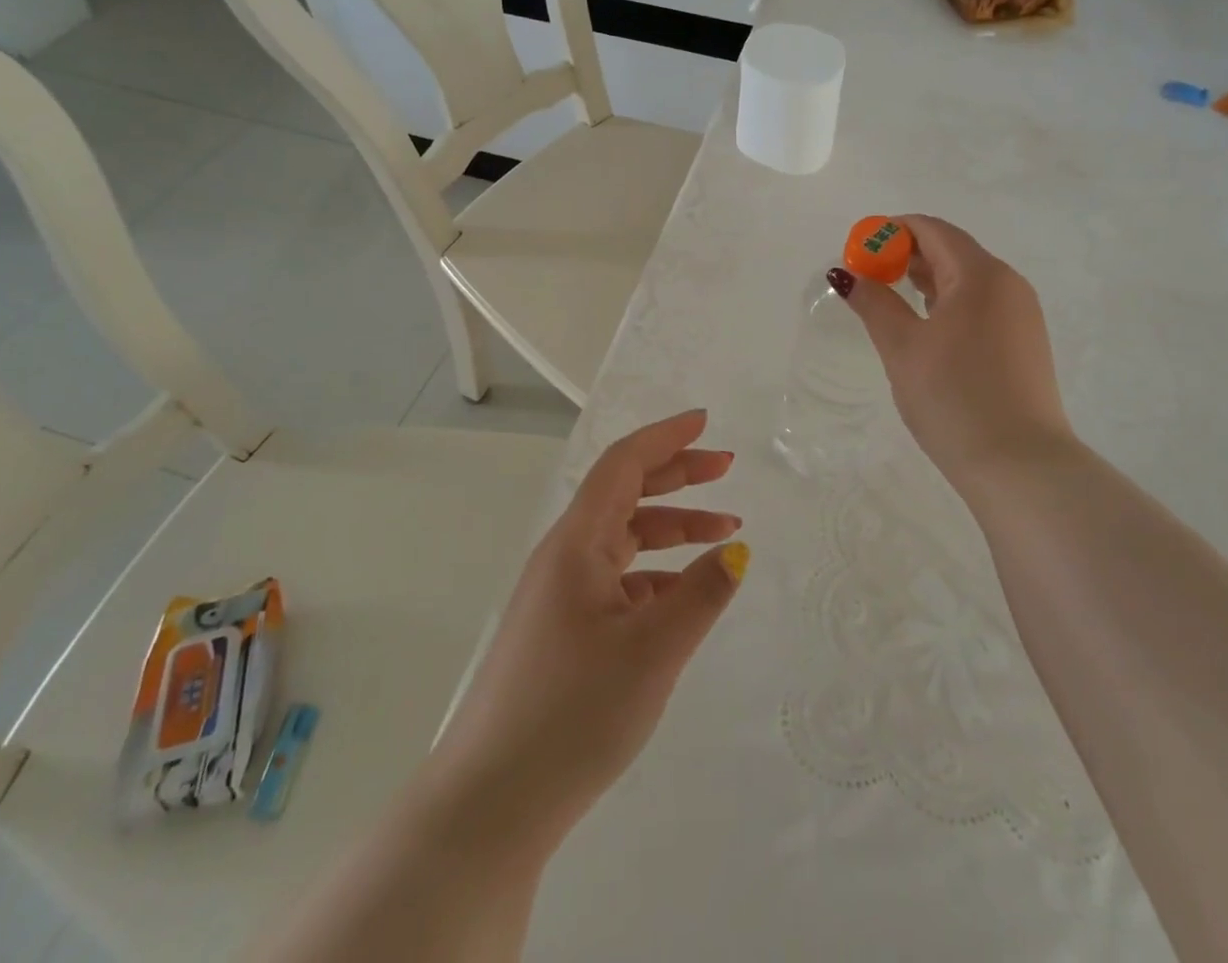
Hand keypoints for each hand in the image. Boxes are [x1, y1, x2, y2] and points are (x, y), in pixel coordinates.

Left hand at [425, 410, 746, 858]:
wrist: (489, 805)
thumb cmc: (572, 713)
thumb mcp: (652, 651)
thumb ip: (701, 594)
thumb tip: (738, 552)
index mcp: (576, 543)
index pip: (623, 464)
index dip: (665, 437)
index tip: (705, 421)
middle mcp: (565, 557)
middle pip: (625, 494)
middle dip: (677, 476)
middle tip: (727, 470)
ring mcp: (560, 596)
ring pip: (624, 540)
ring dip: (673, 529)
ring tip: (725, 534)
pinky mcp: (562, 632)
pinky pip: (617, 581)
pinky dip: (656, 575)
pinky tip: (684, 596)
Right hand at [834, 214, 1075, 483]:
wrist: (1019, 465)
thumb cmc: (953, 397)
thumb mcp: (902, 347)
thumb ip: (874, 303)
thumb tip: (846, 274)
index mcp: (980, 274)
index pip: (932, 230)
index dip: (892, 231)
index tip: (859, 250)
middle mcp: (1008, 284)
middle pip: (952, 250)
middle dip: (907, 255)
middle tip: (869, 276)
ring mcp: (1022, 314)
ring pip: (968, 279)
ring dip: (928, 279)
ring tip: (891, 298)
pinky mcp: (1025, 342)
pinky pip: (982, 304)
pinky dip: (949, 302)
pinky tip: (927, 327)